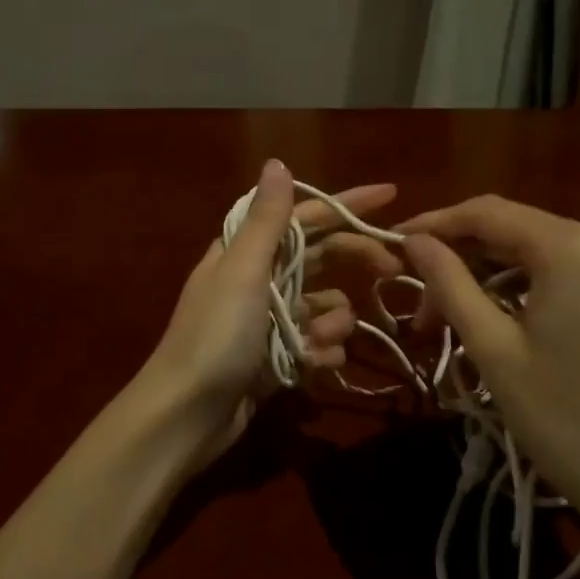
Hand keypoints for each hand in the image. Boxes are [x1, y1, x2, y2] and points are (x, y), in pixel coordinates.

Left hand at [139, 160, 399, 461]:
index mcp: (245, 251)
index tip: (391, 195)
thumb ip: (266, 220)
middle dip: (355, 261)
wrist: (186, 416)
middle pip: (319, 257)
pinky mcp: (275, 358)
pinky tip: (316, 364)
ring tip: (322, 340)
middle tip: (393, 270)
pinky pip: (315, 344)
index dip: (346, 204)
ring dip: (333, 320)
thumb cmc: (215, 336)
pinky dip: (321, 352)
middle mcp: (257, 280)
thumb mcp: (242, 271)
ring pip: (323, 306)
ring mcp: (267, 322)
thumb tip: (277, 163)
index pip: (305, 216)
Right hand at [399, 195, 579, 547]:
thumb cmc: (566, 420)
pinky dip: (526, 289)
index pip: (485, 213)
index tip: (391, 244)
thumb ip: (449, 283)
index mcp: (570, 245)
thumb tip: (413, 240)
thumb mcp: (493, 349)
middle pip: (512, 231)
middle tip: (418, 306)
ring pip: (537, 254)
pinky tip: (501, 320)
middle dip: (459, 260)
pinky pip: (567, 273)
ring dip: (489, 278)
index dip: (433, 224)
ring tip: (451, 321)